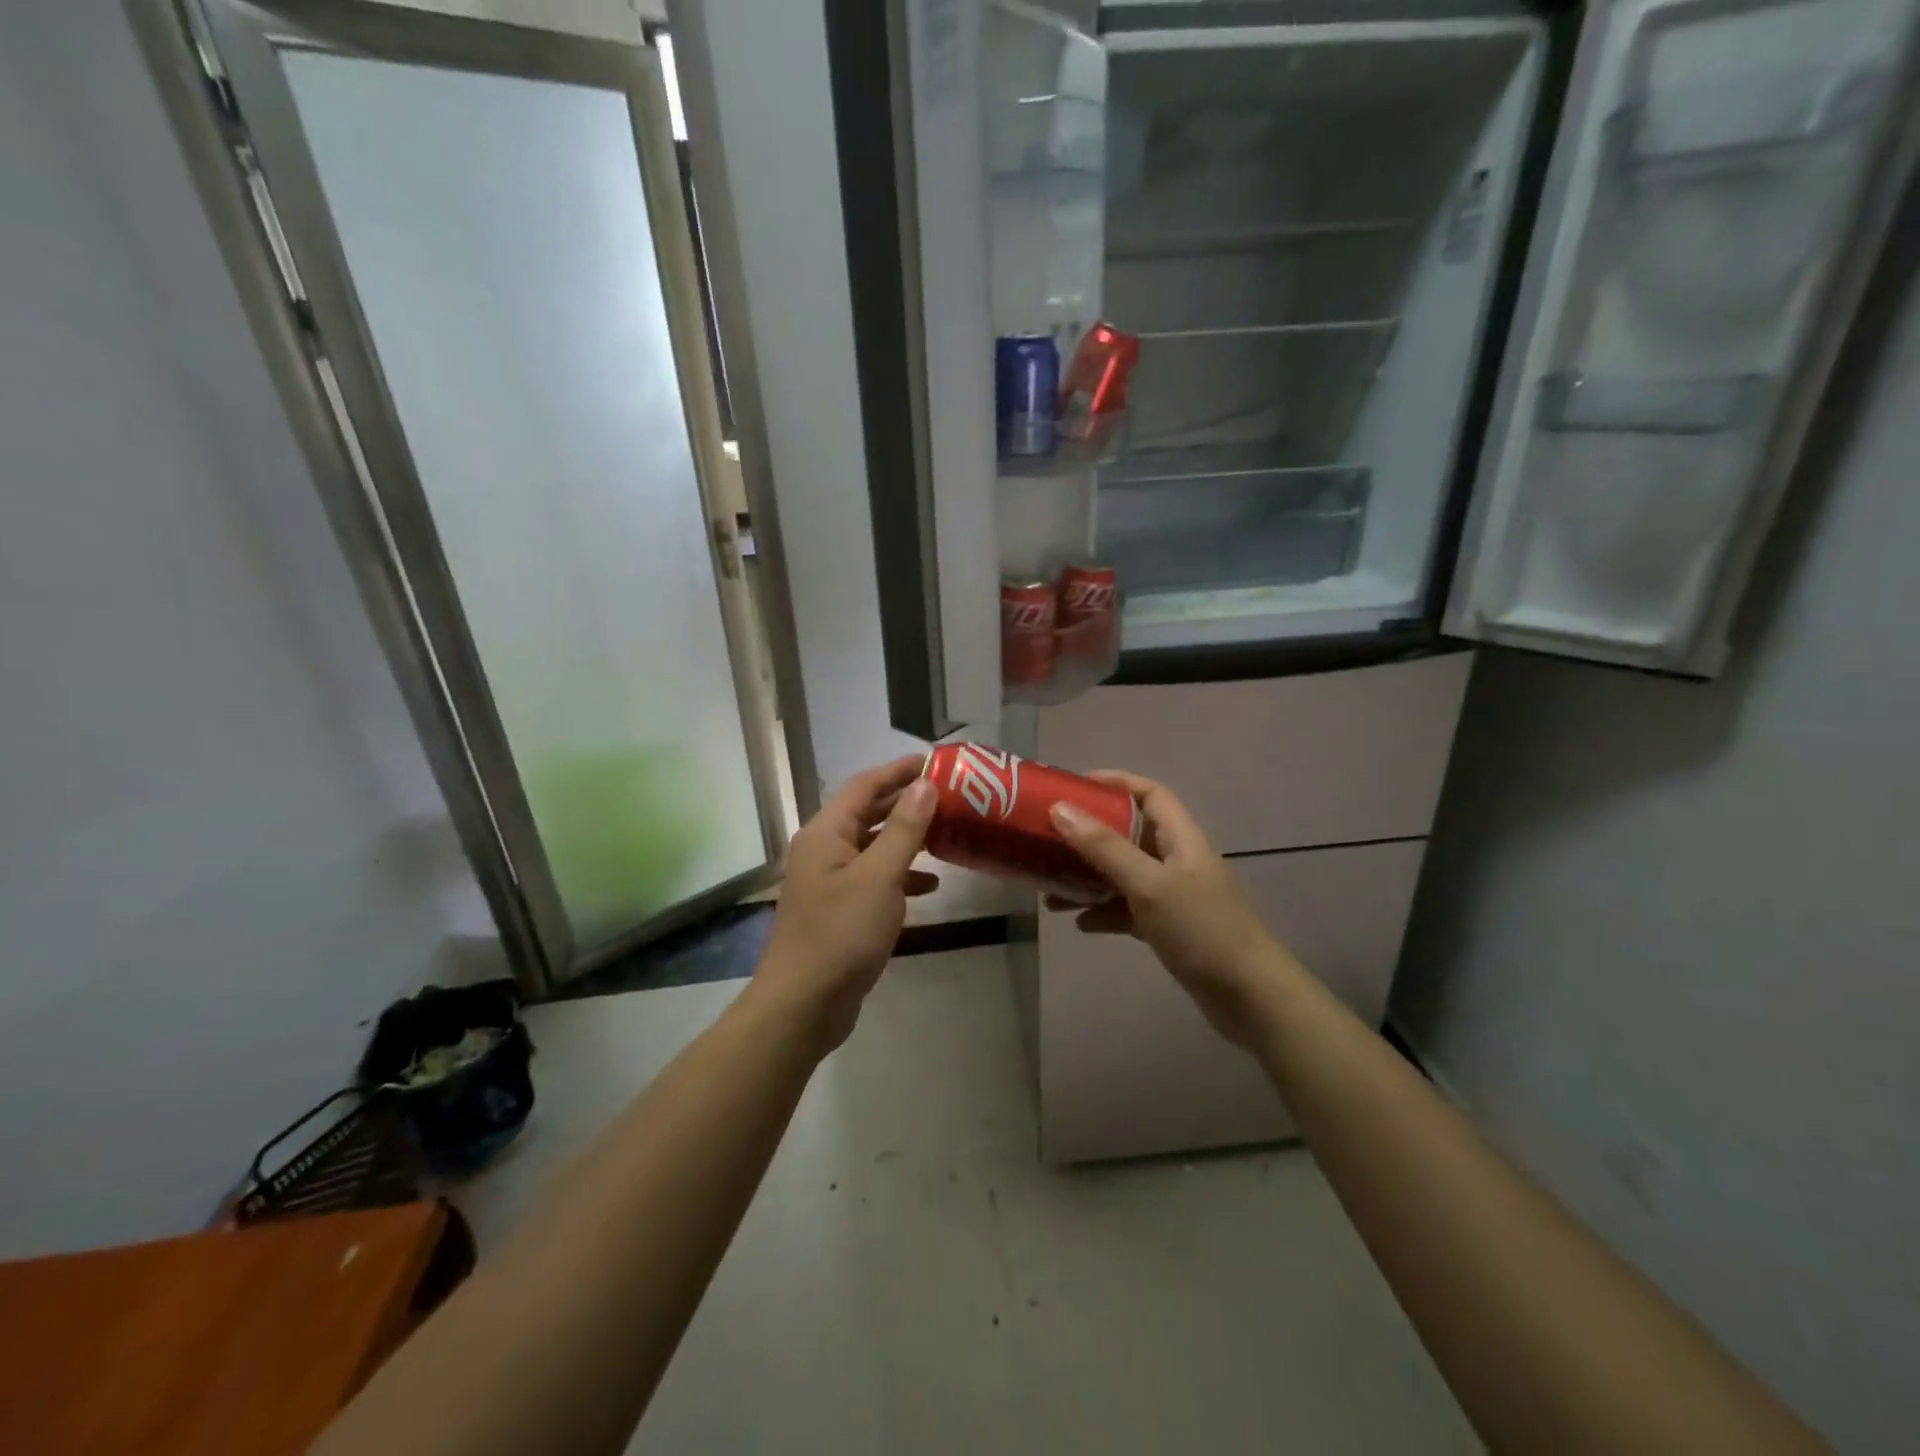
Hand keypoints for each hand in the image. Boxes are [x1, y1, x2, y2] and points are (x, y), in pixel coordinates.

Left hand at [755, 756, 938, 1053]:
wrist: (803, 1004)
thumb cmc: (841, 934)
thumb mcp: (879, 877)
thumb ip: (904, 829)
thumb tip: (924, 785)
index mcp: (826, 833)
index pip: (864, 786)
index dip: (898, 770)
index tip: (934, 761)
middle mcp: (824, 849)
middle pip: (868, 812)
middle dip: (906, 802)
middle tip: (949, 795)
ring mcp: (830, 881)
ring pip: (873, 846)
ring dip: (906, 838)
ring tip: (946, 833)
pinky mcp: (840, 908)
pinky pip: (873, 878)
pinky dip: (900, 876)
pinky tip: (930, 886)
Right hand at [1048, 772, 1294, 1048]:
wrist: (1251, 997)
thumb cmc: (1202, 929)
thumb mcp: (1149, 884)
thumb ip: (1104, 847)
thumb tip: (1060, 808)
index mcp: (1181, 838)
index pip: (1149, 794)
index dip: (1114, 783)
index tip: (1073, 786)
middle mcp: (1176, 860)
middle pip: (1128, 834)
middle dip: (1088, 836)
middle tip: (1049, 840)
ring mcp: (1174, 896)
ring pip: (1123, 875)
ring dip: (1089, 879)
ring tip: (1051, 890)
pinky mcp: (1169, 929)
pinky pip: (1128, 910)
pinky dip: (1104, 913)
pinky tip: (1080, 924)